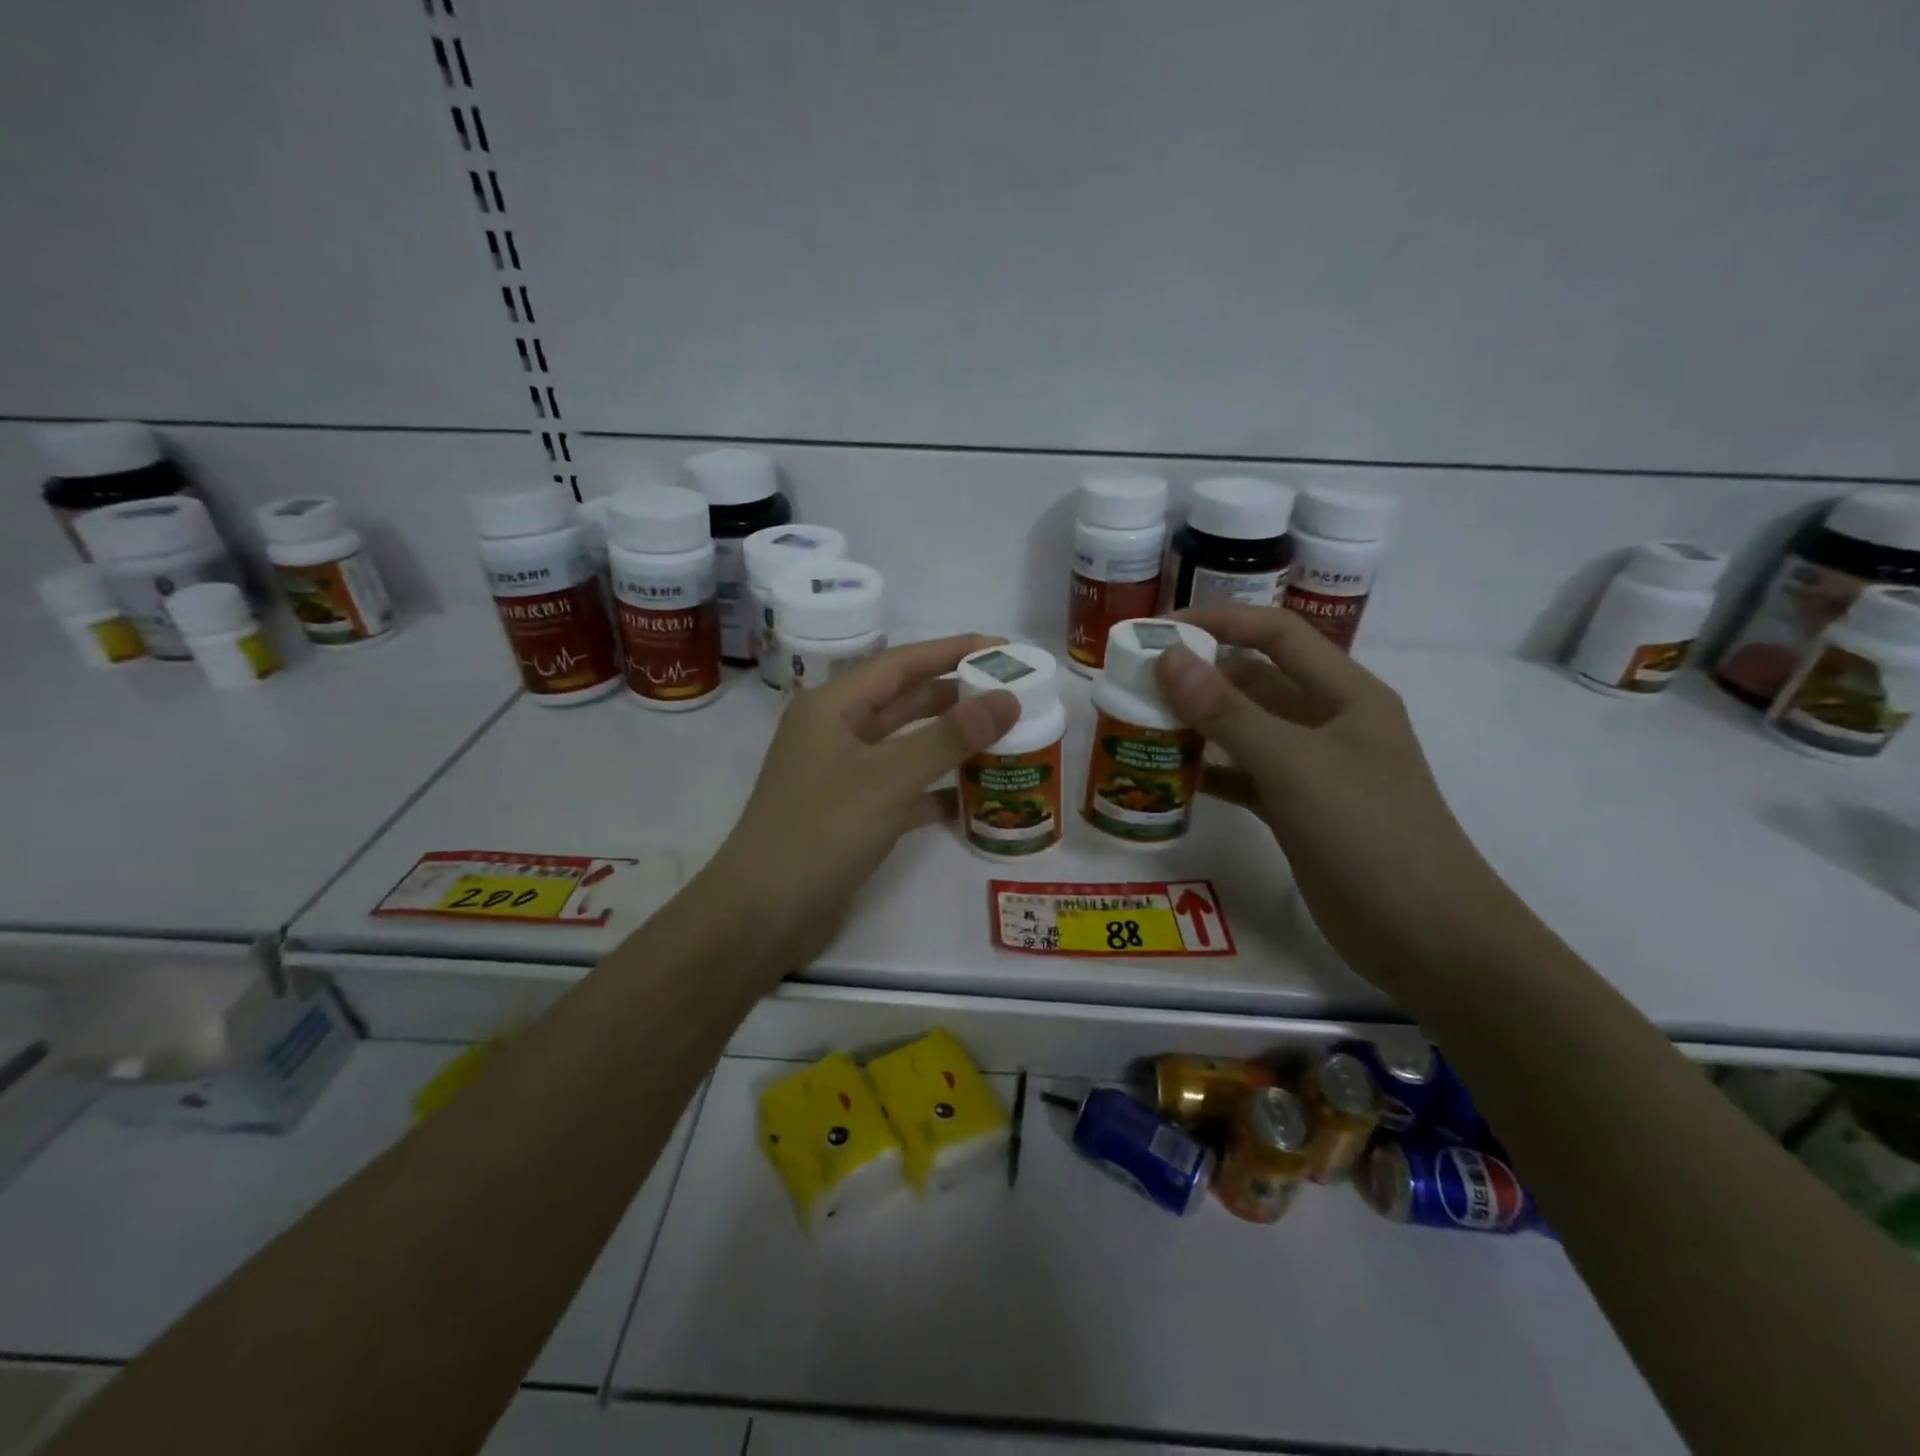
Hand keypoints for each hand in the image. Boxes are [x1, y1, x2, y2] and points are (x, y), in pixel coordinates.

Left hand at [695, 635, 1020, 968]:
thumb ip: (948, 737)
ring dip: (951, 743)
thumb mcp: (887, 778)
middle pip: (906, 701)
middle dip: (957, 696)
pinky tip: (975, 796)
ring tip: (1006, 737)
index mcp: (832, 707)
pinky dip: (937, 790)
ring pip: (907, 746)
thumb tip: (1007, 699)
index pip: (901, 663)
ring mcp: (844, 775)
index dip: (953, 651)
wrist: (764, 914)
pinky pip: (904, 790)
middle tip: (1013, 693)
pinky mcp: (854, 815)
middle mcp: (837, 733)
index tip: (1003, 649)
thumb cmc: (820, 831)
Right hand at [1153, 606, 1515, 988]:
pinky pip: (1245, 777)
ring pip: (1246, 731)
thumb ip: (1228, 712)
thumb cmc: (1368, 834)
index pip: (1277, 634)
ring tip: (1143, 725)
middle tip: (1138, 684)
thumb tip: (1168, 658)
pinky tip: (1172, 778)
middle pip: (1257, 681)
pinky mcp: (1299, 811)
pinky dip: (1212, 773)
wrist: (1426, 937)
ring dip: (1200, 726)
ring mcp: (1314, 770)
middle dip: (1200, 677)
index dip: (1220, 622)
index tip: (1159, 631)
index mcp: (1345, 694)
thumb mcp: (1294, 766)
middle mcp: (1329, 723)